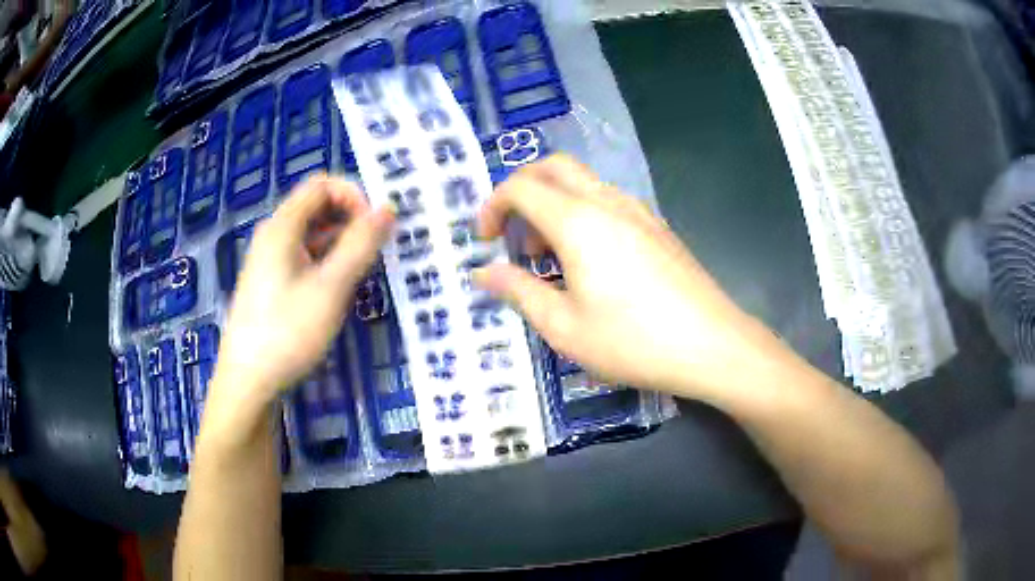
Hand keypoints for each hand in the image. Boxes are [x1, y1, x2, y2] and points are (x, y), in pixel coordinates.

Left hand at [210, 175, 394, 418]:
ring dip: (342, 242)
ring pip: (313, 235)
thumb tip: (388, 208)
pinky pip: (305, 257)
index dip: (353, 195)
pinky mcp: (273, 284)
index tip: (376, 225)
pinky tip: (342, 286)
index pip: (322, 185)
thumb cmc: (287, 332)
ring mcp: (271, 261)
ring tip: (367, 268)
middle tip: (378, 247)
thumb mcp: (330, 288)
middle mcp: (275, 236)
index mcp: (283, 227)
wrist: (247, 381)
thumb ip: (360, 245)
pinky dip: (328, 262)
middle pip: (317, 207)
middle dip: (351, 218)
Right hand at [474, 154, 787, 398]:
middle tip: (512, 234)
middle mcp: (607, 202)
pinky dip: (582, 215)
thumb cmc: (632, 340)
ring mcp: (638, 211)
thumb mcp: (564, 327)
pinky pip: (607, 202)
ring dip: (554, 205)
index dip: (492, 206)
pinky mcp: (657, 226)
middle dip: (522, 189)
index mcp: (578, 221)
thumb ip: (518, 291)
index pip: (521, 187)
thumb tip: (483, 273)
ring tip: (549, 258)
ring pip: (583, 184)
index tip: (484, 239)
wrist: (711, 345)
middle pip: (554, 167)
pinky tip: (589, 262)